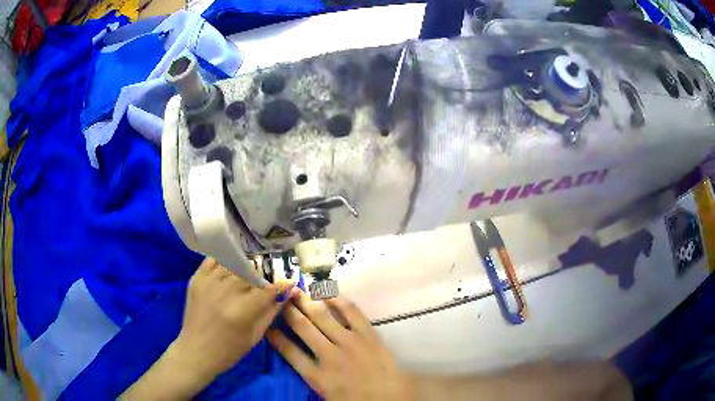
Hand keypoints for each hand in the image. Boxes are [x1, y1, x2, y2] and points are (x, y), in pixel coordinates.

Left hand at [173, 258, 294, 381]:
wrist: (195, 351)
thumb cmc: (229, 351)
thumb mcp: (255, 336)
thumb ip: (270, 312)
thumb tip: (286, 294)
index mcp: (242, 310)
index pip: (267, 290)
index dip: (280, 286)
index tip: (288, 283)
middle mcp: (225, 291)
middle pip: (250, 273)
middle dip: (261, 277)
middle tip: (265, 284)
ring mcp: (208, 282)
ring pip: (233, 264)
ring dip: (244, 269)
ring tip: (247, 277)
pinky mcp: (196, 279)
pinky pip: (213, 260)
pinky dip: (224, 261)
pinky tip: (229, 268)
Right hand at [267, 291, 411, 399]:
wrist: (391, 398)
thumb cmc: (356, 399)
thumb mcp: (325, 393)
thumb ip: (309, 374)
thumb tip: (296, 356)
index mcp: (317, 375)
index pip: (288, 351)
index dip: (275, 335)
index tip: (266, 324)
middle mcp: (329, 355)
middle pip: (302, 327)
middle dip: (288, 310)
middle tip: (279, 295)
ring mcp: (350, 342)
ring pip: (322, 316)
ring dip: (307, 301)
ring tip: (296, 289)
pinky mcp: (368, 335)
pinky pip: (352, 312)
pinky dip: (338, 299)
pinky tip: (327, 291)